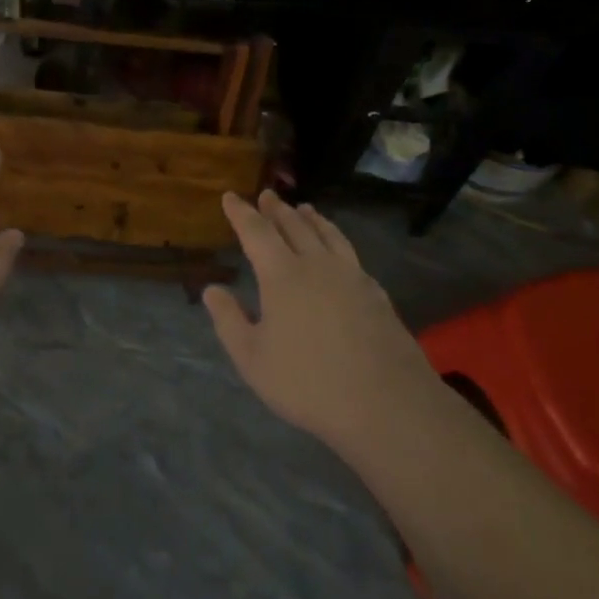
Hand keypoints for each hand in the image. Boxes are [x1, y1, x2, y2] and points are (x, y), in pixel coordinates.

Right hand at [204, 190, 434, 450]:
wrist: (387, 404)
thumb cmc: (308, 382)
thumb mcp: (253, 359)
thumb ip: (229, 321)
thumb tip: (211, 289)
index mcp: (282, 275)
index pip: (256, 232)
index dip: (241, 213)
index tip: (230, 196)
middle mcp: (316, 264)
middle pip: (294, 226)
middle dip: (276, 209)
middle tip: (267, 195)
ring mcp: (351, 276)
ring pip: (327, 234)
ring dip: (311, 219)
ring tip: (304, 208)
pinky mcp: (376, 293)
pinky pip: (350, 253)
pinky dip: (337, 240)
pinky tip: (339, 251)